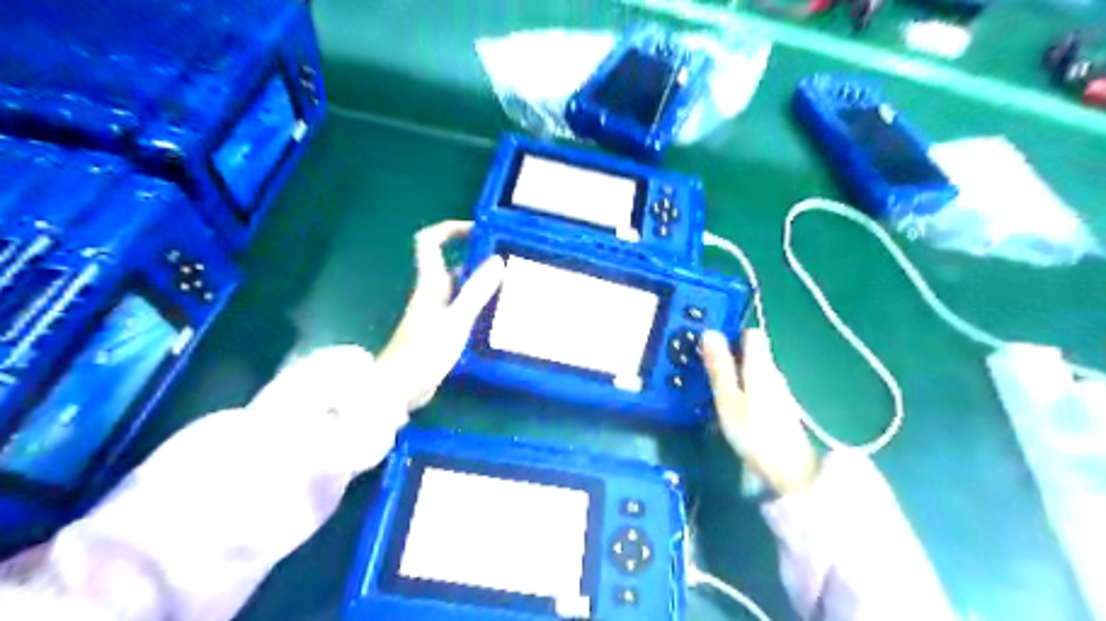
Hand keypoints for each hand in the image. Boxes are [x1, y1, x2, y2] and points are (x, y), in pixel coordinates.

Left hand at [376, 222, 503, 411]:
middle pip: (449, 263)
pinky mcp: (439, 329)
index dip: (450, 230)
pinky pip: (460, 306)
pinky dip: (476, 303)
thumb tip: (497, 260)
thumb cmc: (424, 352)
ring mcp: (434, 311)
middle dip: (475, 256)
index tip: (479, 230)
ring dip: (479, 280)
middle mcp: (431, 292)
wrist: (398, 388)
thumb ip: (476, 291)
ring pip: (458, 285)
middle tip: (506, 259)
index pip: (430, 242)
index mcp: (430, 283)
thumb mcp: (456, 321)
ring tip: (508, 283)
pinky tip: (495, 312)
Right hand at [698, 330, 818, 493]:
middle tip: (705, 368)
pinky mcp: (781, 409)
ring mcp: (780, 392)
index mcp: (761, 366)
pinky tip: (733, 407)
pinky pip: (759, 388)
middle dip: (731, 356)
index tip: (710, 344)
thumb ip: (720, 366)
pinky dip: (745, 390)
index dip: (731, 334)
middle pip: (754, 353)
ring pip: (756, 372)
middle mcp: (774, 373)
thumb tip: (710, 331)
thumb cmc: (754, 432)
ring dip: (737, 374)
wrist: (791, 472)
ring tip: (714, 388)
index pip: (751, 334)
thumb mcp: (728, 399)